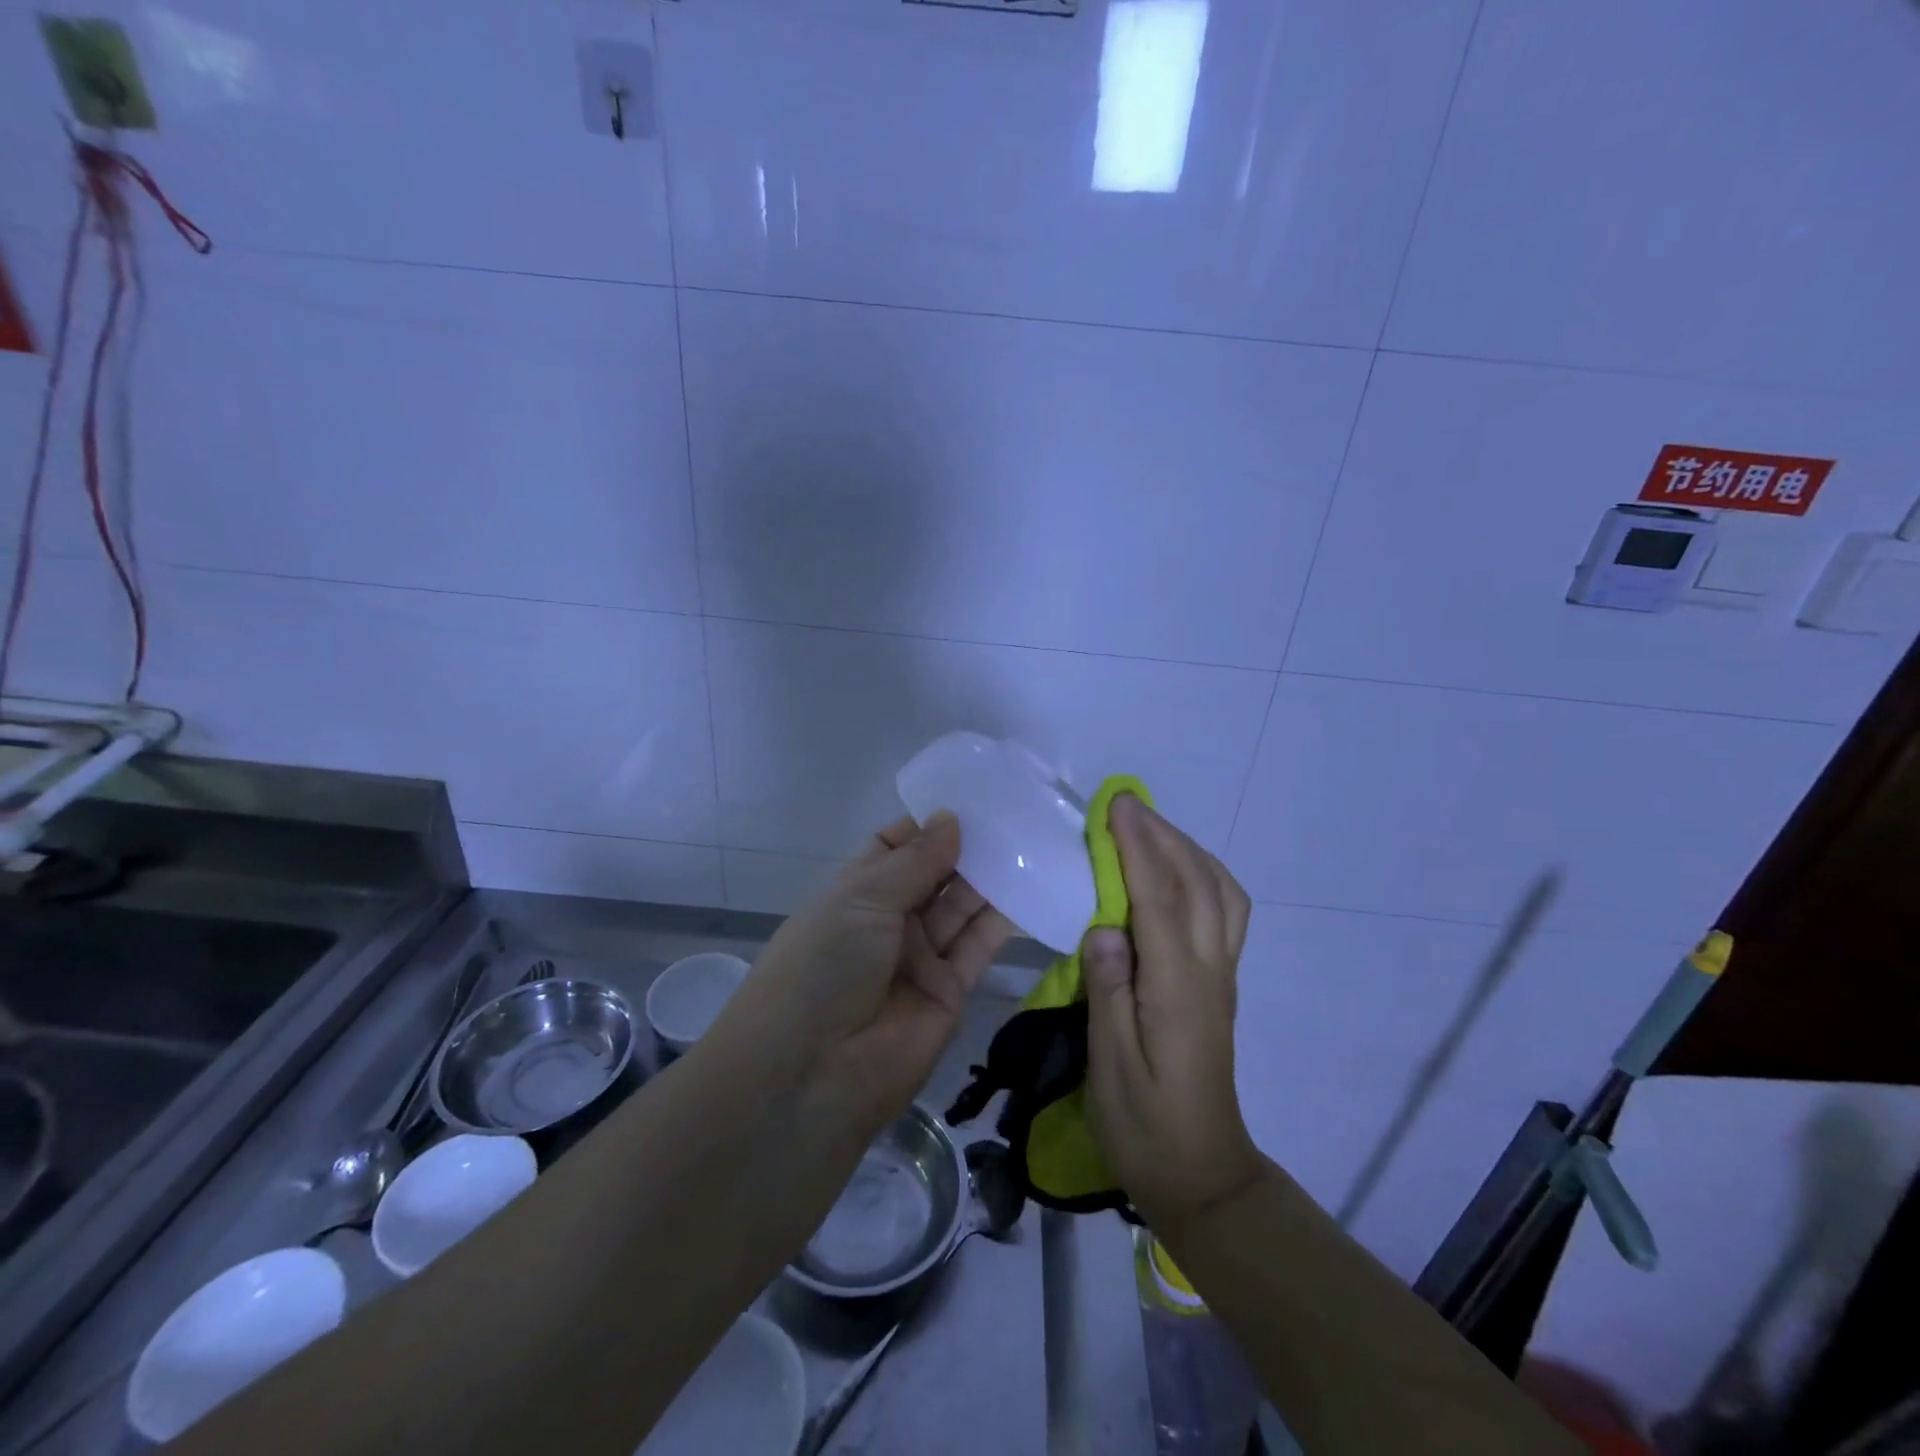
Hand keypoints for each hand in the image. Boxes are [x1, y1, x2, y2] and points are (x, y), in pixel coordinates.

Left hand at [721, 813, 1014, 1128]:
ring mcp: (921, 956)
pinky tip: (1032, 883)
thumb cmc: (824, 965)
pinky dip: (1005, 917)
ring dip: (991, 876)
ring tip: (1030, 838)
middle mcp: (889, 920)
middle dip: (967, 846)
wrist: (814, 1073)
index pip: (895, 846)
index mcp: (856, 892)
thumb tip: (952, 817)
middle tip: (1015, 812)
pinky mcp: (952, 990)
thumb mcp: (862, 898)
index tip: (972, 797)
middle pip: (935, 874)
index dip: (929, 824)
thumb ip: (916, 860)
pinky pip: (980, 944)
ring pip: (961, 906)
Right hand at [1082, 794, 1265, 1232]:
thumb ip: (1108, 992)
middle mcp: (1210, 972)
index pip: (1159, 901)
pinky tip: (1178, 871)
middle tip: (1124, 804)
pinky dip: (1204, 874)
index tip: (1116, 806)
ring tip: (1149, 829)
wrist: (1202, 1175)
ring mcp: (1223, 976)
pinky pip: (1226, 910)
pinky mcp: (1222, 984)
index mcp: (1178, 990)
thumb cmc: (1144, 1125)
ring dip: (1188, 850)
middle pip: (1197, 884)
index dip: (1138, 848)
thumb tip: (1104, 927)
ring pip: (1222, 893)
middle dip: (1162, 835)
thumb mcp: (1110, 1066)